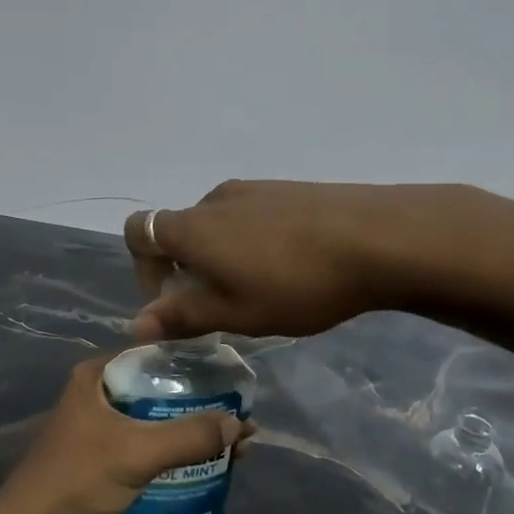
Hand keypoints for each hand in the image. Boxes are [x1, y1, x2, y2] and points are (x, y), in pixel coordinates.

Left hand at [0, 360, 252, 513]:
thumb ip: (189, 436)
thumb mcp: (137, 452)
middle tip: (241, 419)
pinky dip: (175, 454)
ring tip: (234, 445)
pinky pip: (149, 448)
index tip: (234, 379)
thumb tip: (240, 424)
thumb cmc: (78, 479)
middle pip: (160, 392)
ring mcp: (101, 429)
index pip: (155, 356)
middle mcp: (98, 395)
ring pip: (156, 422)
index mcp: (97, 376)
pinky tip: (206, 465)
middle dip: (201, 406)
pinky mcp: (105, 461)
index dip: (195, 367)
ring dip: (191, 433)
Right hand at [124, 180, 439, 339]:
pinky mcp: (286, 189)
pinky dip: (251, 240)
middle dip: (187, 268)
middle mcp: (214, 200)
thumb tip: (135, 324)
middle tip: (223, 305)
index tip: (175, 300)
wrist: (379, 237)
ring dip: (221, 255)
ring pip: (217, 224)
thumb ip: (183, 316)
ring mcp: (253, 189)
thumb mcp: (238, 314)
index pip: (138, 231)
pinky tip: (290, 266)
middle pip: (179, 230)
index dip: (144, 268)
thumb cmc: (298, 284)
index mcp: (193, 227)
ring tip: (261, 289)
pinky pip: (249, 215)